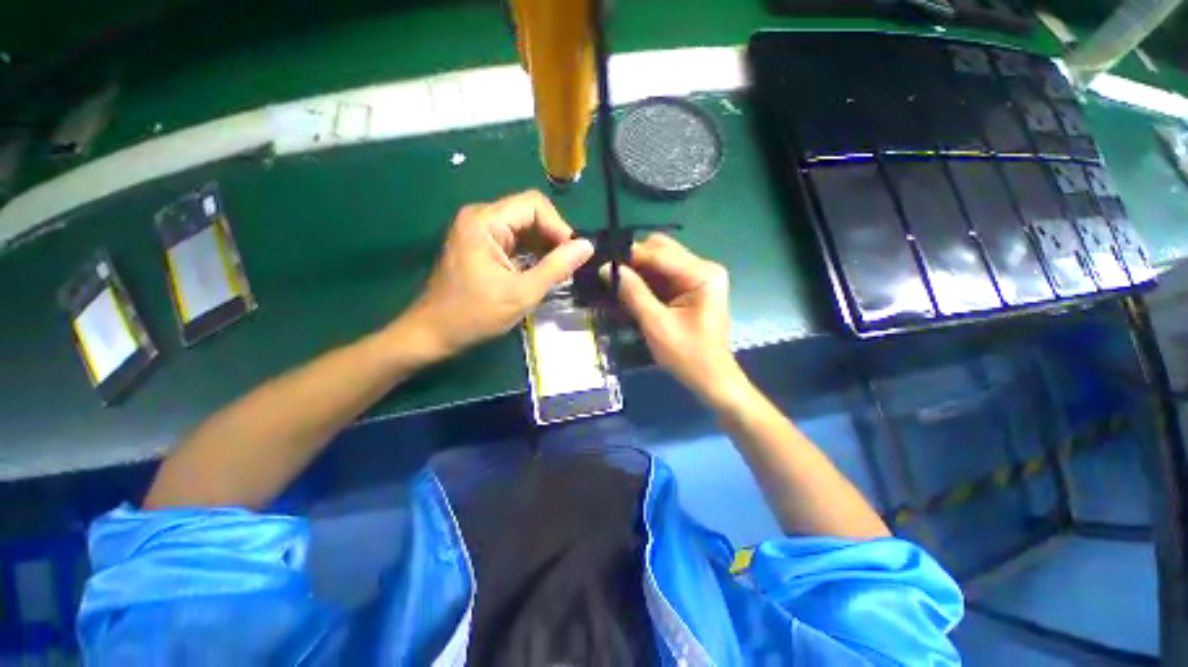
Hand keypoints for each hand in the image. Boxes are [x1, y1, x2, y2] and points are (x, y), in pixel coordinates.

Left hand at [398, 190, 593, 358]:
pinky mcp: (482, 245)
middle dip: (553, 238)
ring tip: (558, 272)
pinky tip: (542, 272)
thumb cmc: (475, 315)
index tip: (572, 256)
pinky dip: (532, 254)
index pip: (534, 205)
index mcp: (485, 221)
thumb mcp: (522, 293)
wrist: (434, 333)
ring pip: (525, 227)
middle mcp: (481, 217)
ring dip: (545, 247)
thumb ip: (556, 267)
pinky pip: (515, 240)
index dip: (559, 227)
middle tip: (567, 266)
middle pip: (530, 213)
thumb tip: (588, 246)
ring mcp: (479, 231)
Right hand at [605, 234, 743, 403]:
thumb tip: (607, 268)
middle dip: (634, 262)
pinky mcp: (691, 288)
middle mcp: (703, 268)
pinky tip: (629, 292)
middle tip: (610, 277)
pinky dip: (645, 282)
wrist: (711, 380)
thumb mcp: (656, 325)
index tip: (601, 264)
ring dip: (638, 272)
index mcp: (702, 274)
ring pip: (659, 262)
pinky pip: (662, 276)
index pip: (660, 253)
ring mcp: (698, 277)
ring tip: (615, 284)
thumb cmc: (688, 356)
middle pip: (661, 250)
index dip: (629, 256)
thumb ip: (633, 293)